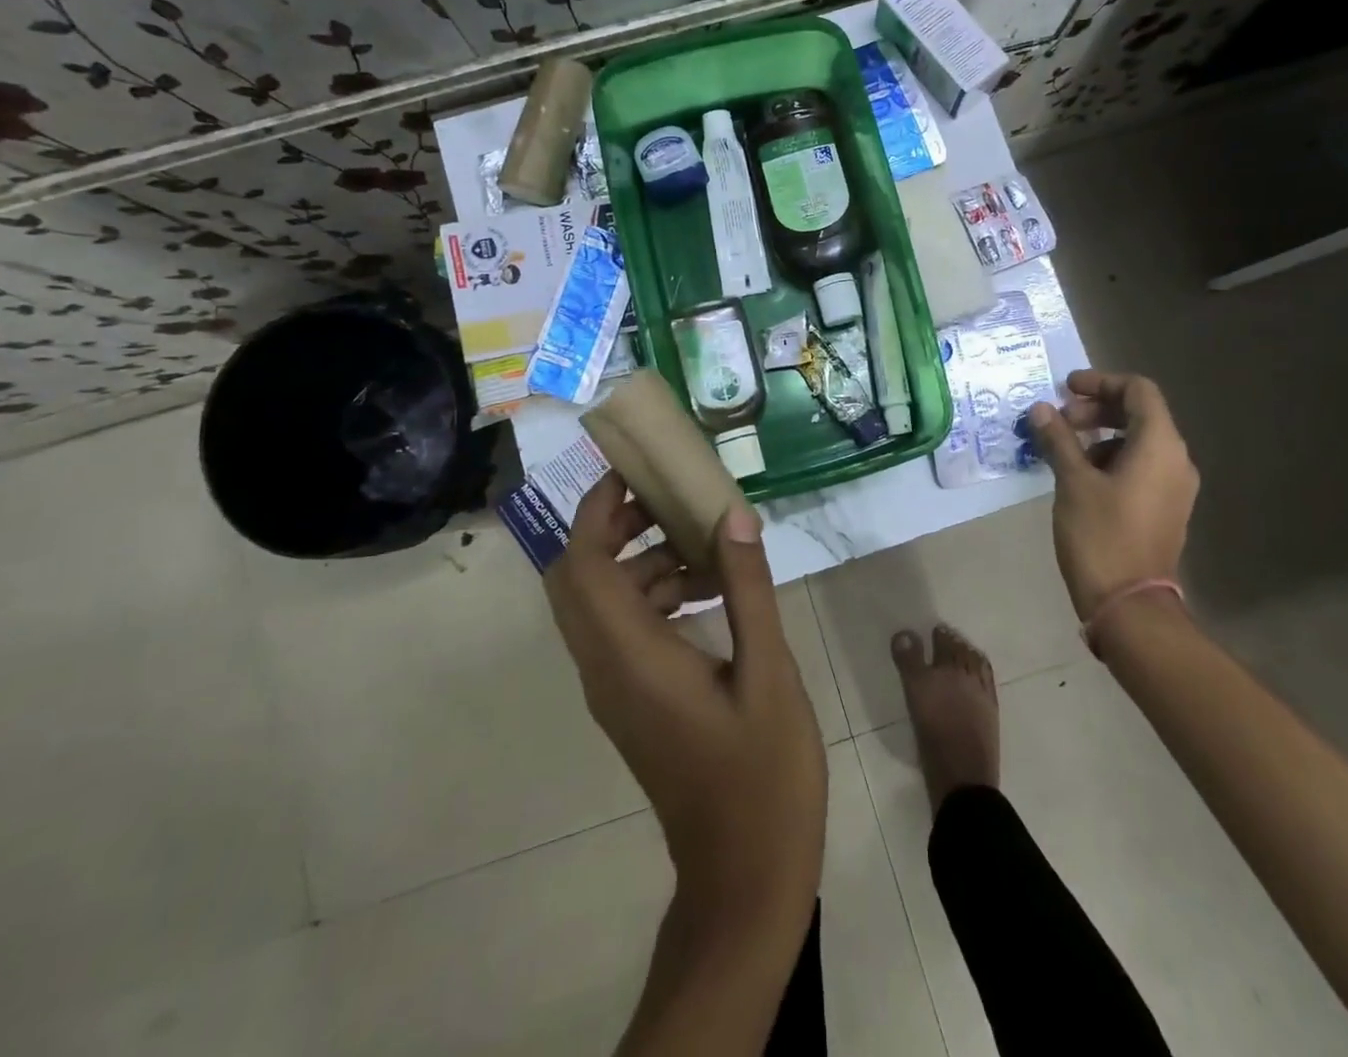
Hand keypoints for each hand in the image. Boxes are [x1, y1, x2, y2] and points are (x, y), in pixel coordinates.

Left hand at [545, 472, 826, 931]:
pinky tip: (713, 593)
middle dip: (613, 527)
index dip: (595, 512)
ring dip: (642, 562)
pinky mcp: (632, 702)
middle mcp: (607, 670)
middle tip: (668, 499)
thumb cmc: (763, 774)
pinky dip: (655, 596)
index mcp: (633, 659)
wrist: (744, 874)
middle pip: (577, 579)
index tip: (633, 473)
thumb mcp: (769, 672)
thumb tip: (733, 514)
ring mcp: (615, 690)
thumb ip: (748, 589)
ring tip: (708, 545)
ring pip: (602, 603)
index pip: (581, 567)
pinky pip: (624, 630)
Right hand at [1025, 369, 1199, 620]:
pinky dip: (1111, 458)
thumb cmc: (1101, 535)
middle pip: (1139, 413)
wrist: (1129, 604)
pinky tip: (1080, 476)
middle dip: (1097, 409)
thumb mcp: (1073, 482)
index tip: (1065, 389)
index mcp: (1160, 445)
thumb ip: (1058, 439)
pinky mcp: (1165, 508)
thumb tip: (1041, 409)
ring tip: (1064, 450)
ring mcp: (1174, 486)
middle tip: (1059, 420)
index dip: (1100, 382)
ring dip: (1101, 435)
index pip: (1138, 390)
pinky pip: (1141, 466)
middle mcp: (1176, 460)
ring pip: (1139, 441)